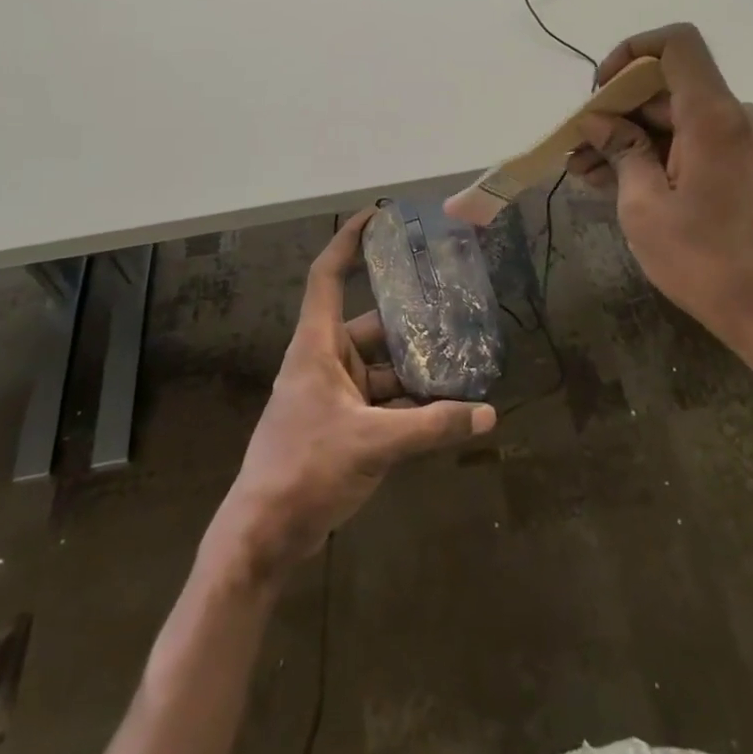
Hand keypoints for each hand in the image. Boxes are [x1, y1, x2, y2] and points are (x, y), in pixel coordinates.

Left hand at [207, 210, 495, 581]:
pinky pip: (383, 400)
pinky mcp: (342, 425)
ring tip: (464, 358)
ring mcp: (333, 395)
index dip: (349, 241)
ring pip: (382, 367)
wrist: (262, 536)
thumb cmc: (306, 469)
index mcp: (316, 346)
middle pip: (371, 324)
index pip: (328, 275)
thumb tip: (490, 414)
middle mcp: (324, 361)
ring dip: (417, 367)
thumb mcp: (375, 444)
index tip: (378, 217)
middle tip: (455, 305)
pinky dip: (411, 402)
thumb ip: (433, 426)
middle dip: (411, 319)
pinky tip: (448, 407)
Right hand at [569, 24, 752, 366]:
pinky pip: (693, 144)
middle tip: (577, 147)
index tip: (600, 92)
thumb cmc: (705, 261)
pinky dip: (657, 156)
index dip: (631, 52)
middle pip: (668, 88)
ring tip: (584, 171)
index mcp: (714, 116)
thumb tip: (598, 121)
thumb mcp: (645, 206)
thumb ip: (622, 150)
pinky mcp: (745, 168)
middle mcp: (736, 117)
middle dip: (617, 112)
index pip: (676, 43)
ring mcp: (744, 143)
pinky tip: (616, 182)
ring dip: (630, 139)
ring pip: (676, 121)